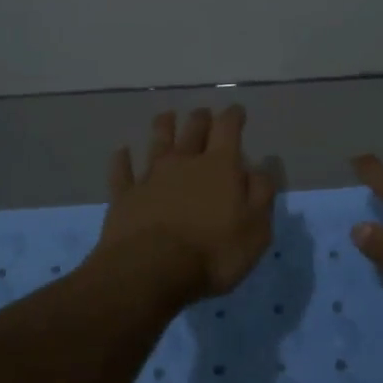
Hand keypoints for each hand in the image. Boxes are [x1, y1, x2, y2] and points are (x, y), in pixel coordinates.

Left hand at [97, 106, 276, 304]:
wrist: (151, 271)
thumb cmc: (213, 253)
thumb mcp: (256, 229)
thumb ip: (260, 194)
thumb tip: (260, 167)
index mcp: (220, 166)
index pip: (228, 129)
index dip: (233, 116)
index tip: (237, 112)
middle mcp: (184, 162)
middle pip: (193, 130)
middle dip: (201, 119)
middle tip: (204, 115)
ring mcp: (150, 176)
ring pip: (157, 142)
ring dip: (163, 126)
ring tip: (167, 117)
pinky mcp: (124, 196)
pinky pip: (122, 170)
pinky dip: (122, 159)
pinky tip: (122, 152)